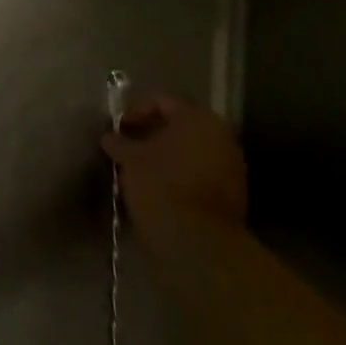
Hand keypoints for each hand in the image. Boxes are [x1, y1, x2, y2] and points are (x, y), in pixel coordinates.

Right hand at [103, 96, 248, 237]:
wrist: (200, 243)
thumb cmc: (162, 187)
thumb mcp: (131, 161)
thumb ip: (120, 143)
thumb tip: (109, 137)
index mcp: (197, 117)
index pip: (163, 101)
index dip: (136, 111)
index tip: (119, 129)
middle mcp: (221, 134)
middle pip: (181, 125)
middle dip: (154, 134)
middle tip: (130, 147)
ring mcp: (232, 164)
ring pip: (193, 149)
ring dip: (169, 155)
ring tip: (144, 171)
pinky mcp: (235, 193)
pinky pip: (203, 172)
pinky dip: (183, 174)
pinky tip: (164, 189)